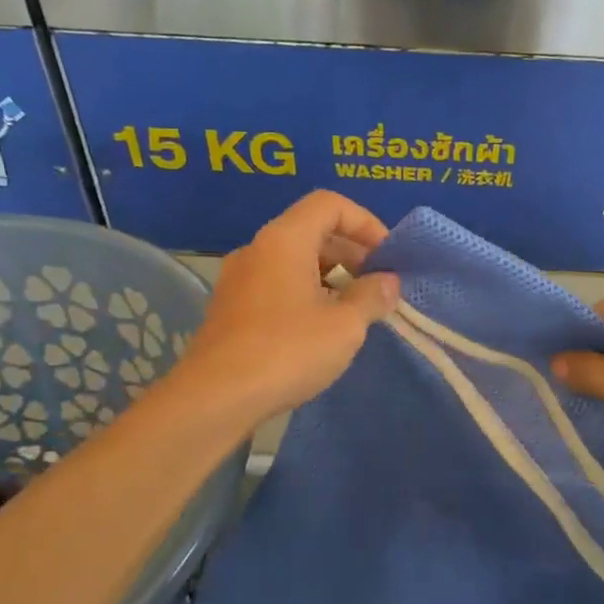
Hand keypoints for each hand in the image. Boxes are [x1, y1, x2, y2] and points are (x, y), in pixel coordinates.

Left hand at [175, 191, 399, 425]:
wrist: (215, 398)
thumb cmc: (287, 351)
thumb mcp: (344, 325)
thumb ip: (371, 297)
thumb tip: (387, 282)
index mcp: (284, 240)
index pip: (329, 204)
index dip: (365, 223)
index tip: (387, 257)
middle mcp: (257, 250)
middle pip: (311, 230)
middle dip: (351, 252)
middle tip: (378, 285)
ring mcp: (239, 280)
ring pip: (293, 260)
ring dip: (330, 276)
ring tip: (355, 309)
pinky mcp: (231, 309)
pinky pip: (277, 285)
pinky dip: (306, 293)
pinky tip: (321, 329)